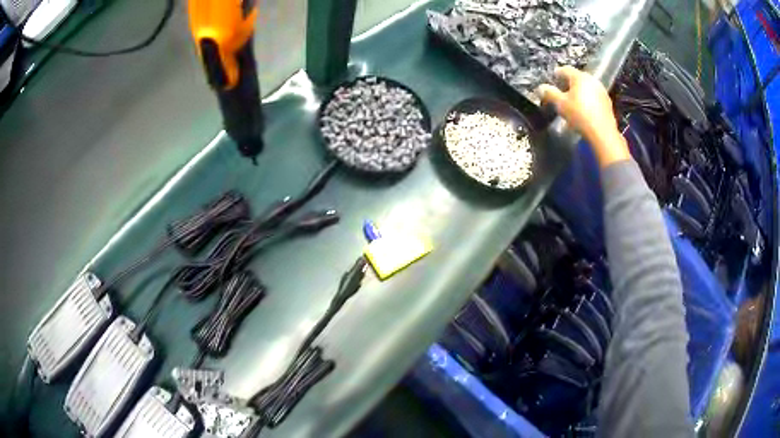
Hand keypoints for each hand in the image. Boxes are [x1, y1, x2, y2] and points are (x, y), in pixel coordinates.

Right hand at [538, 66, 630, 167]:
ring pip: (586, 87)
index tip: (552, 80)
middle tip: (561, 91)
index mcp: (580, 77)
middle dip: (568, 83)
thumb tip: (540, 88)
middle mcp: (592, 80)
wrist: (602, 133)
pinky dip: (587, 100)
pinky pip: (594, 96)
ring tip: (572, 102)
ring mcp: (601, 91)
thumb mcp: (560, 104)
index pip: (565, 69)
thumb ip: (549, 94)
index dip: (557, 74)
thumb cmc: (580, 115)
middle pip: (577, 78)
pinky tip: (584, 110)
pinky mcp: (607, 103)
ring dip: (579, 92)